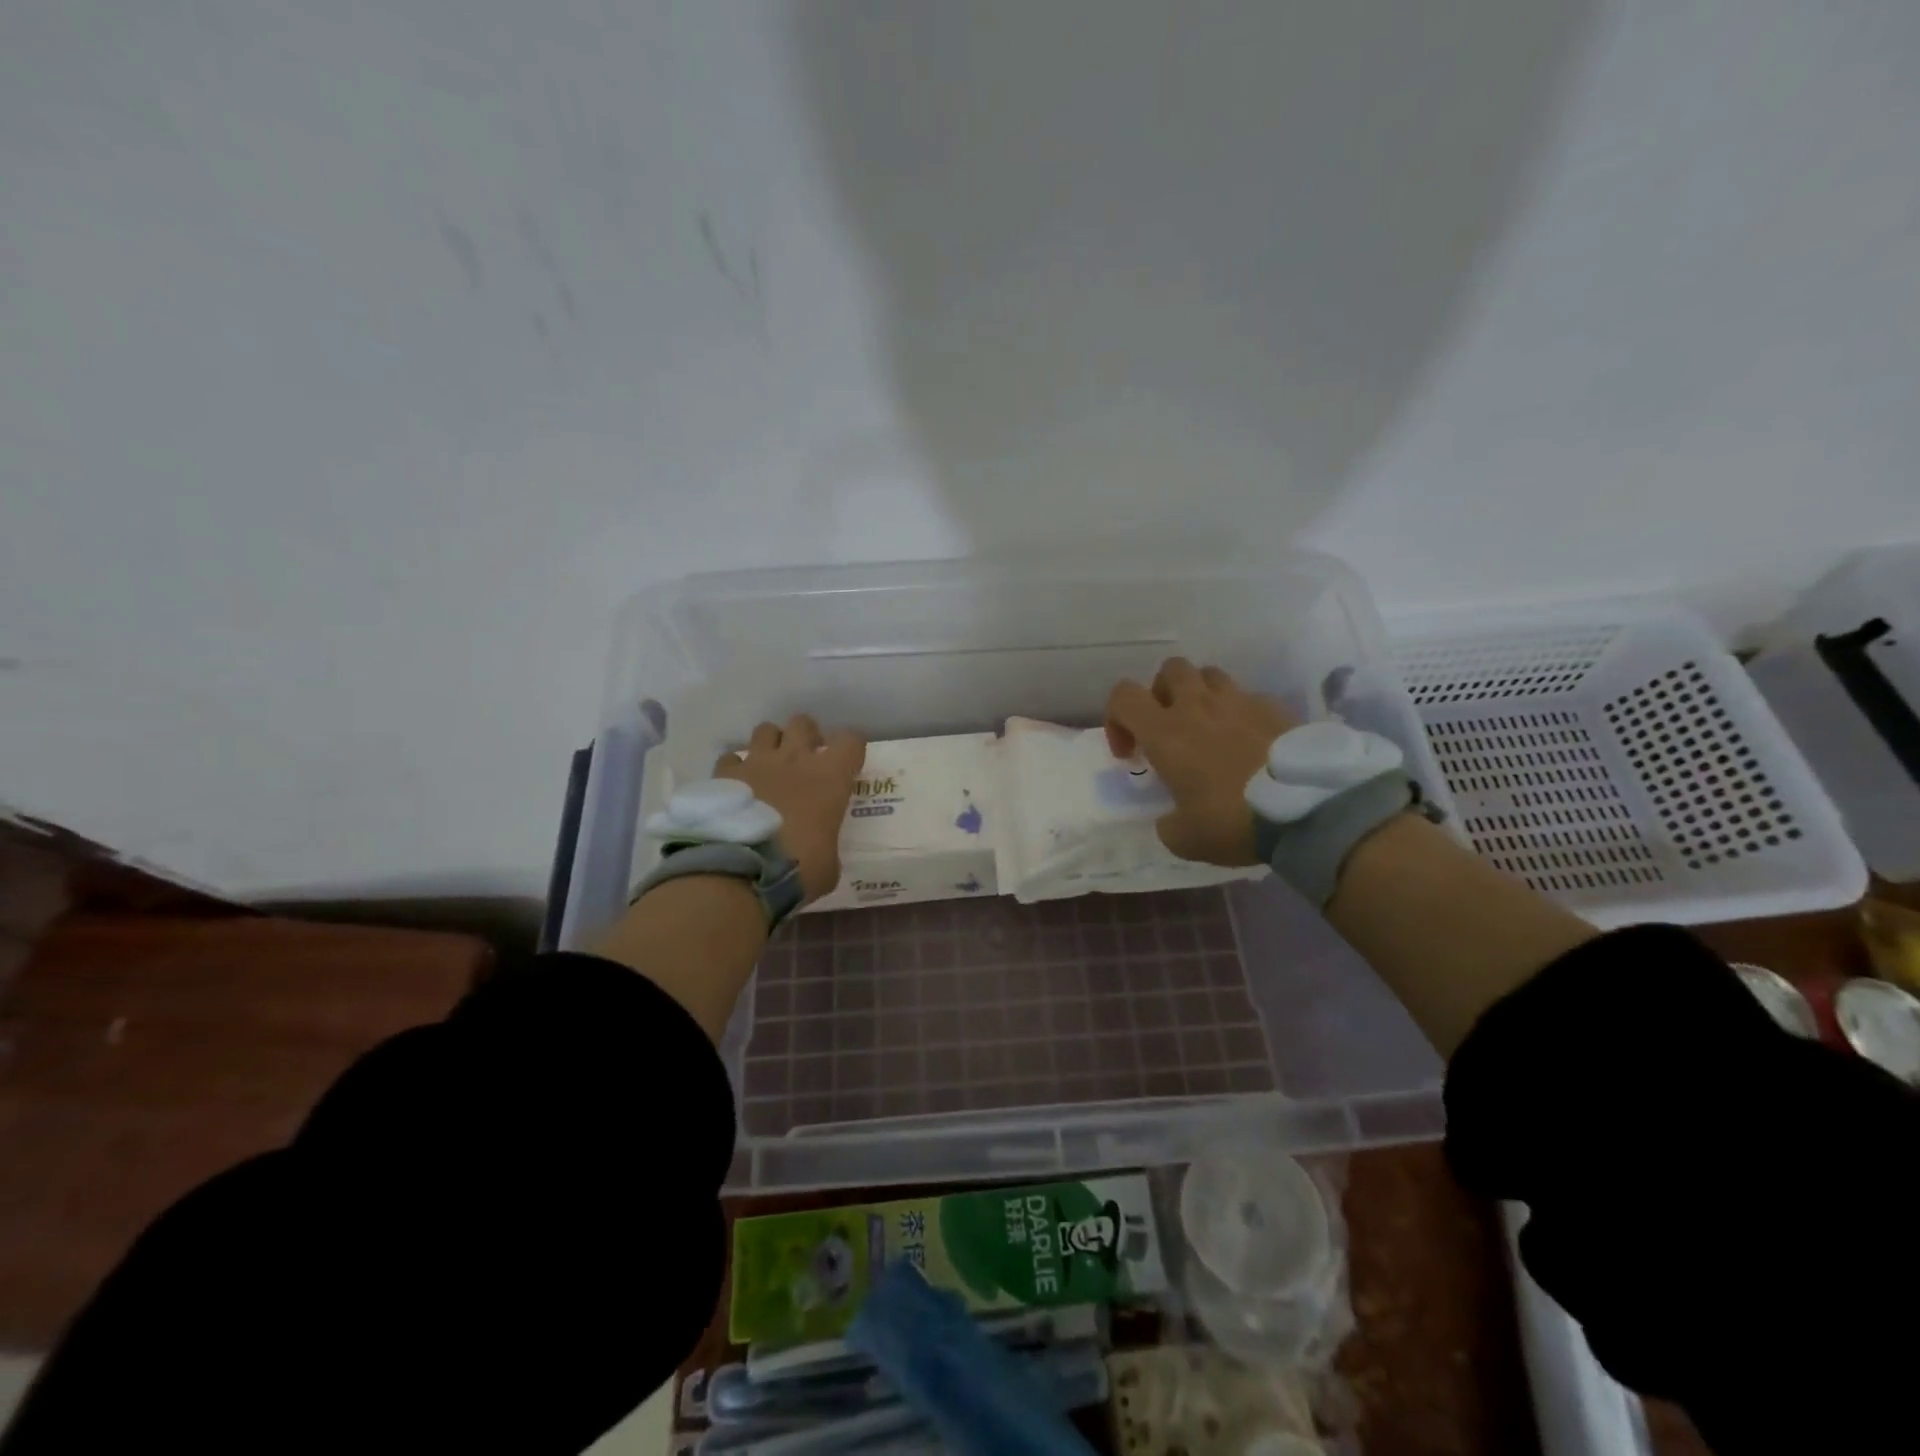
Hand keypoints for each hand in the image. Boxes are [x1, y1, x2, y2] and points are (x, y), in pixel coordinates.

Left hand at [716, 715, 866, 903]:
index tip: (847, 764)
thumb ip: (826, 846)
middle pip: (803, 723)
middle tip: (805, 760)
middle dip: (806, 736)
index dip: (851, 749)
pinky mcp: (724, 775)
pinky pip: (731, 759)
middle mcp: (795, 759)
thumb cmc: (798, 870)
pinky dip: (735, 769)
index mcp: (830, 778)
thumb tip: (818, 853)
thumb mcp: (828, 865)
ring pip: (765, 730)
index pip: (851, 740)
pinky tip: (736, 787)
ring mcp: (757, 763)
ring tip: (769, 767)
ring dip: (770, 745)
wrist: (741, 872)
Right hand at [1104, 658, 1297, 866]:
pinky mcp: (1276, 707)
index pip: (1123, 695)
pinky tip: (1250, 742)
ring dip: (1201, 695)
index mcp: (1166, 732)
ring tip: (1209, 729)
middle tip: (1169, 729)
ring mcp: (1240, 701)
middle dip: (1161, 694)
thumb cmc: (1233, 820)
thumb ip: (1168, 824)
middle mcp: (1198, 706)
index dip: (1116, 718)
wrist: (1309, 808)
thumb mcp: (1185, 839)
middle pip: (1169, 670)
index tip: (1130, 752)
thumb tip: (1171, 819)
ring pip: (1210, 675)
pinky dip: (1240, 712)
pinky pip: (1248, 697)